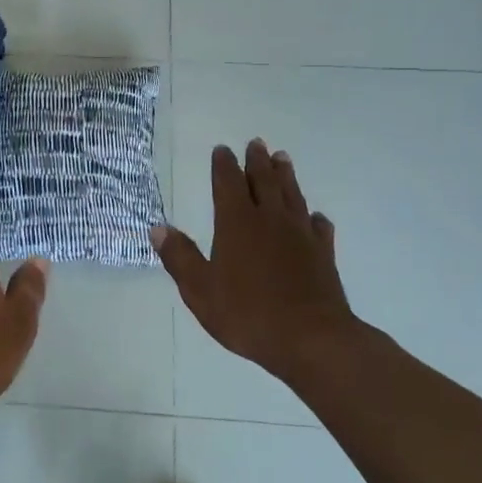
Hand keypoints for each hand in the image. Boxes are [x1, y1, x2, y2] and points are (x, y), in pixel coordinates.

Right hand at [152, 140, 355, 378]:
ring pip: (292, 195)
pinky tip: (314, 217)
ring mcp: (301, 235)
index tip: (222, 149)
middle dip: (257, 161)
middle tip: (257, 143)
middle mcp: (270, 220)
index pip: (228, 183)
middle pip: (263, 181)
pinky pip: (319, 227)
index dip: (224, 165)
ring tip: (282, 158)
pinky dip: (314, 218)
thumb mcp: (201, 290)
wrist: (312, 339)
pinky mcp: (323, 255)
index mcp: (237, 223)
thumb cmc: (249, 314)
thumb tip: (158, 228)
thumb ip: (180, 257)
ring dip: (285, 176)